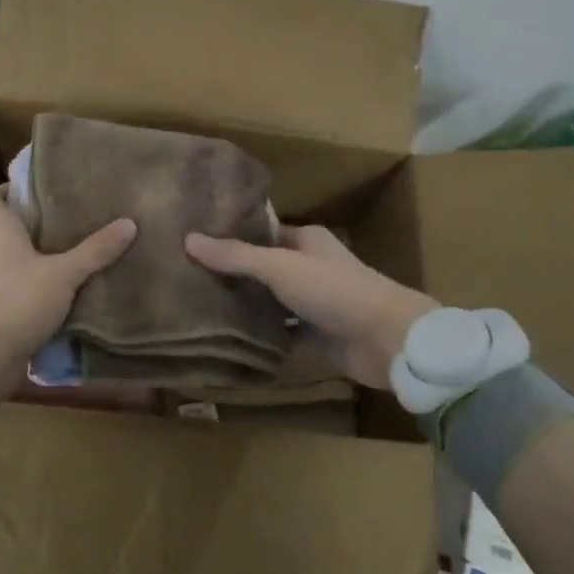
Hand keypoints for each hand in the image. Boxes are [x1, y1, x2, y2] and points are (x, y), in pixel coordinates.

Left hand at [0, 186, 136, 408]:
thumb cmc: (16, 302)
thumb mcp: (63, 274)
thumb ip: (95, 250)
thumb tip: (129, 223)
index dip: (6, 190)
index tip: (35, 192)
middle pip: (1, 230)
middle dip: (30, 227)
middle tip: (66, 224)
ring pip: (6, 263)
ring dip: (30, 262)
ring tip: (67, 260)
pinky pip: (9, 292)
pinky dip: (28, 291)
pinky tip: (57, 298)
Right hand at [184, 225, 435, 391]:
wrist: (386, 339)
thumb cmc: (334, 290)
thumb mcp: (280, 267)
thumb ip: (235, 256)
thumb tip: (188, 238)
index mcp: (305, 240)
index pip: (260, 233)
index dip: (230, 237)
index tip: (193, 244)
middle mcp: (309, 266)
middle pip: (263, 268)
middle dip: (232, 274)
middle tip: (187, 278)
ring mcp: (313, 302)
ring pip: (270, 301)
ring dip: (245, 306)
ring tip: (198, 307)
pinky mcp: (316, 334)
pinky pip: (281, 332)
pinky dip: (260, 335)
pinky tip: (227, 338)